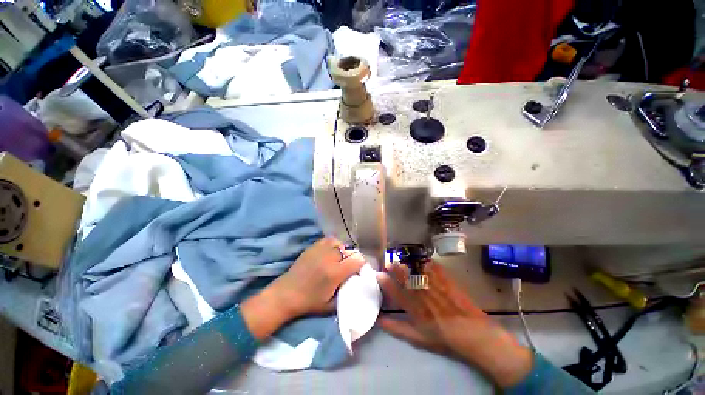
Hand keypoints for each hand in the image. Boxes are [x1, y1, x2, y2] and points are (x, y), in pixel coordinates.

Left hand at [242, 237, 364, 339]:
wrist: (286, 294)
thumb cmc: (309, 302)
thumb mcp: (332, 305)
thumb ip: (347, 292)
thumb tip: (357, 281)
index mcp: (335, 272)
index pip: (358, 260)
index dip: (361, 264)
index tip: (358, 270)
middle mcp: (330, 257)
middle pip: (349, 251)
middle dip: (352, 259)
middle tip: (347, 268)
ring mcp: (320, 250)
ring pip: (340, 243)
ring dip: (342, 251)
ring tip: (338, 259)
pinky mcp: (312, 247)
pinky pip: (328, 240)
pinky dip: (333, 244)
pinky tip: (330, 253)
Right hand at [377, 262, 533, 387]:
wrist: (472, 332)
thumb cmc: (443, 336)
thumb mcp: (418, 338)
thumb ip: (398, 329)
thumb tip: (380, 322)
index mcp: (415, 308)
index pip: (396, 293)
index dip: (386, 283)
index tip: (379, 274)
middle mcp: (422, 295)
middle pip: (406, 278)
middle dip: (395, 269)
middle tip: (388, 263)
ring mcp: (434, 286)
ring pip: (417, 270)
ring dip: (407, 263)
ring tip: (401, 258)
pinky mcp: (445, 280)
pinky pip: (434, 267)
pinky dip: (427, 262)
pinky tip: (422, 258)